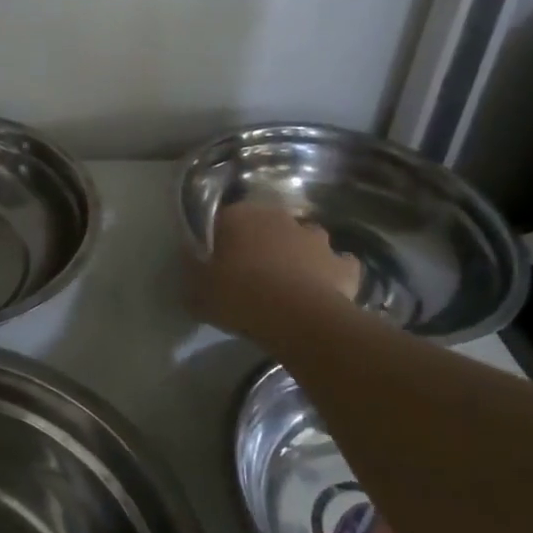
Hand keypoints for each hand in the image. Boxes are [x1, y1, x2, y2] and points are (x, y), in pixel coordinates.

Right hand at [189, 202, 362, 340]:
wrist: (295, 317)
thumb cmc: (239, 295)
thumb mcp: (197, 290)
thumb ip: (192, 273)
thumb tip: (191, 264)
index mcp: (239, 216)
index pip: (225, 219)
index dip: (222, 240)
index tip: (218, 263)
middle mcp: (279, 218)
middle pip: (267, 226)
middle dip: (262, 243)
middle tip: (253, 274)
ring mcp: (315, 238)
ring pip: (305, 239)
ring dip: (299, 254)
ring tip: (290, 283)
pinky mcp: (342, 264)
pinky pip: (340, 265)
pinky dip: (334, 274)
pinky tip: (326, 291)